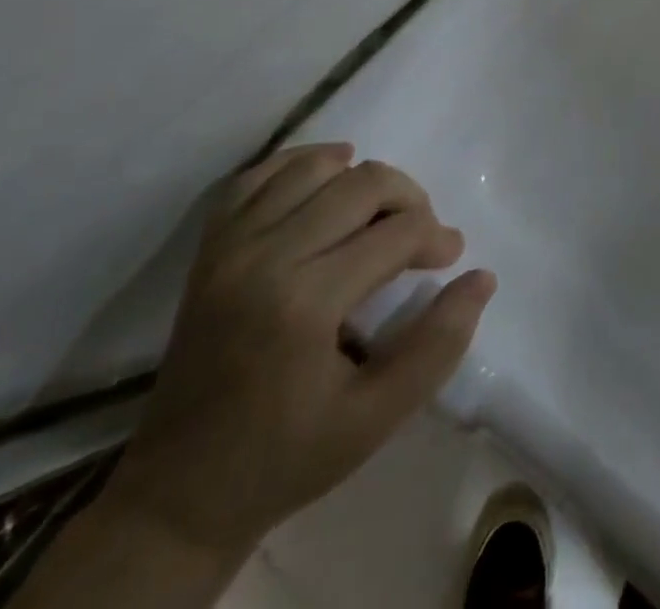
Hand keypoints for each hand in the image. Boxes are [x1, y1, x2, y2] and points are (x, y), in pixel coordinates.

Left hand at [102, 144, 495, 556]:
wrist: (178, 495)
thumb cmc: (286, 456)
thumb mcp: (376, 418)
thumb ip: (438, 345)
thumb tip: (481, 278)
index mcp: (305, 302)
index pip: (397, 232)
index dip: (436, 237)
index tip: (448, 260)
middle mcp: (265, 257)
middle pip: (362, 183)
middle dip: (409, 199)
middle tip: (421, 237)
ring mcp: (231, 247)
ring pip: (315, 167)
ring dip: (361, 178)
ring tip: (378, 214)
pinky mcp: (209, 248)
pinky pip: (258, 175)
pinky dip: (300, 163)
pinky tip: (328, 177)